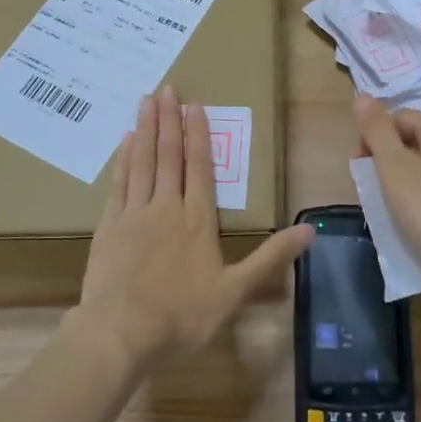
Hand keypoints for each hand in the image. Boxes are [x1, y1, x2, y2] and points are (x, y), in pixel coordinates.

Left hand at [75, 85, 311, 368]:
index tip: (195, 106)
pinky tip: (126, 141)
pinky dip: (124, 159)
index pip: (200, 167)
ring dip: (146, 129)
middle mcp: (166, 207)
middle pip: (169, 156)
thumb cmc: (183, 314)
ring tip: (146, 101)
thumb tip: (311, 230)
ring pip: (142, 162)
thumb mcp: (235, 290)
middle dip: (169, 120)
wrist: (121, 332)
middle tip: (166, 89)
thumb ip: (271, 257)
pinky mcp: (109, 226)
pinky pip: (119, 183)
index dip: (198, 135)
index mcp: (197, 220)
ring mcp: (135, 214)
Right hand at [353, 95, 420, 290]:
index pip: (398, 117)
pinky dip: (418, 198)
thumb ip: (376, 130)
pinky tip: (410, 220)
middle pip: (410, 140)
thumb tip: (362, 95)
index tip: (360, 169)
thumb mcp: (395, 167)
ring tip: (387, 208)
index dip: (373, 137)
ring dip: (398, 182)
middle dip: (384, 160)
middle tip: (371, 190)